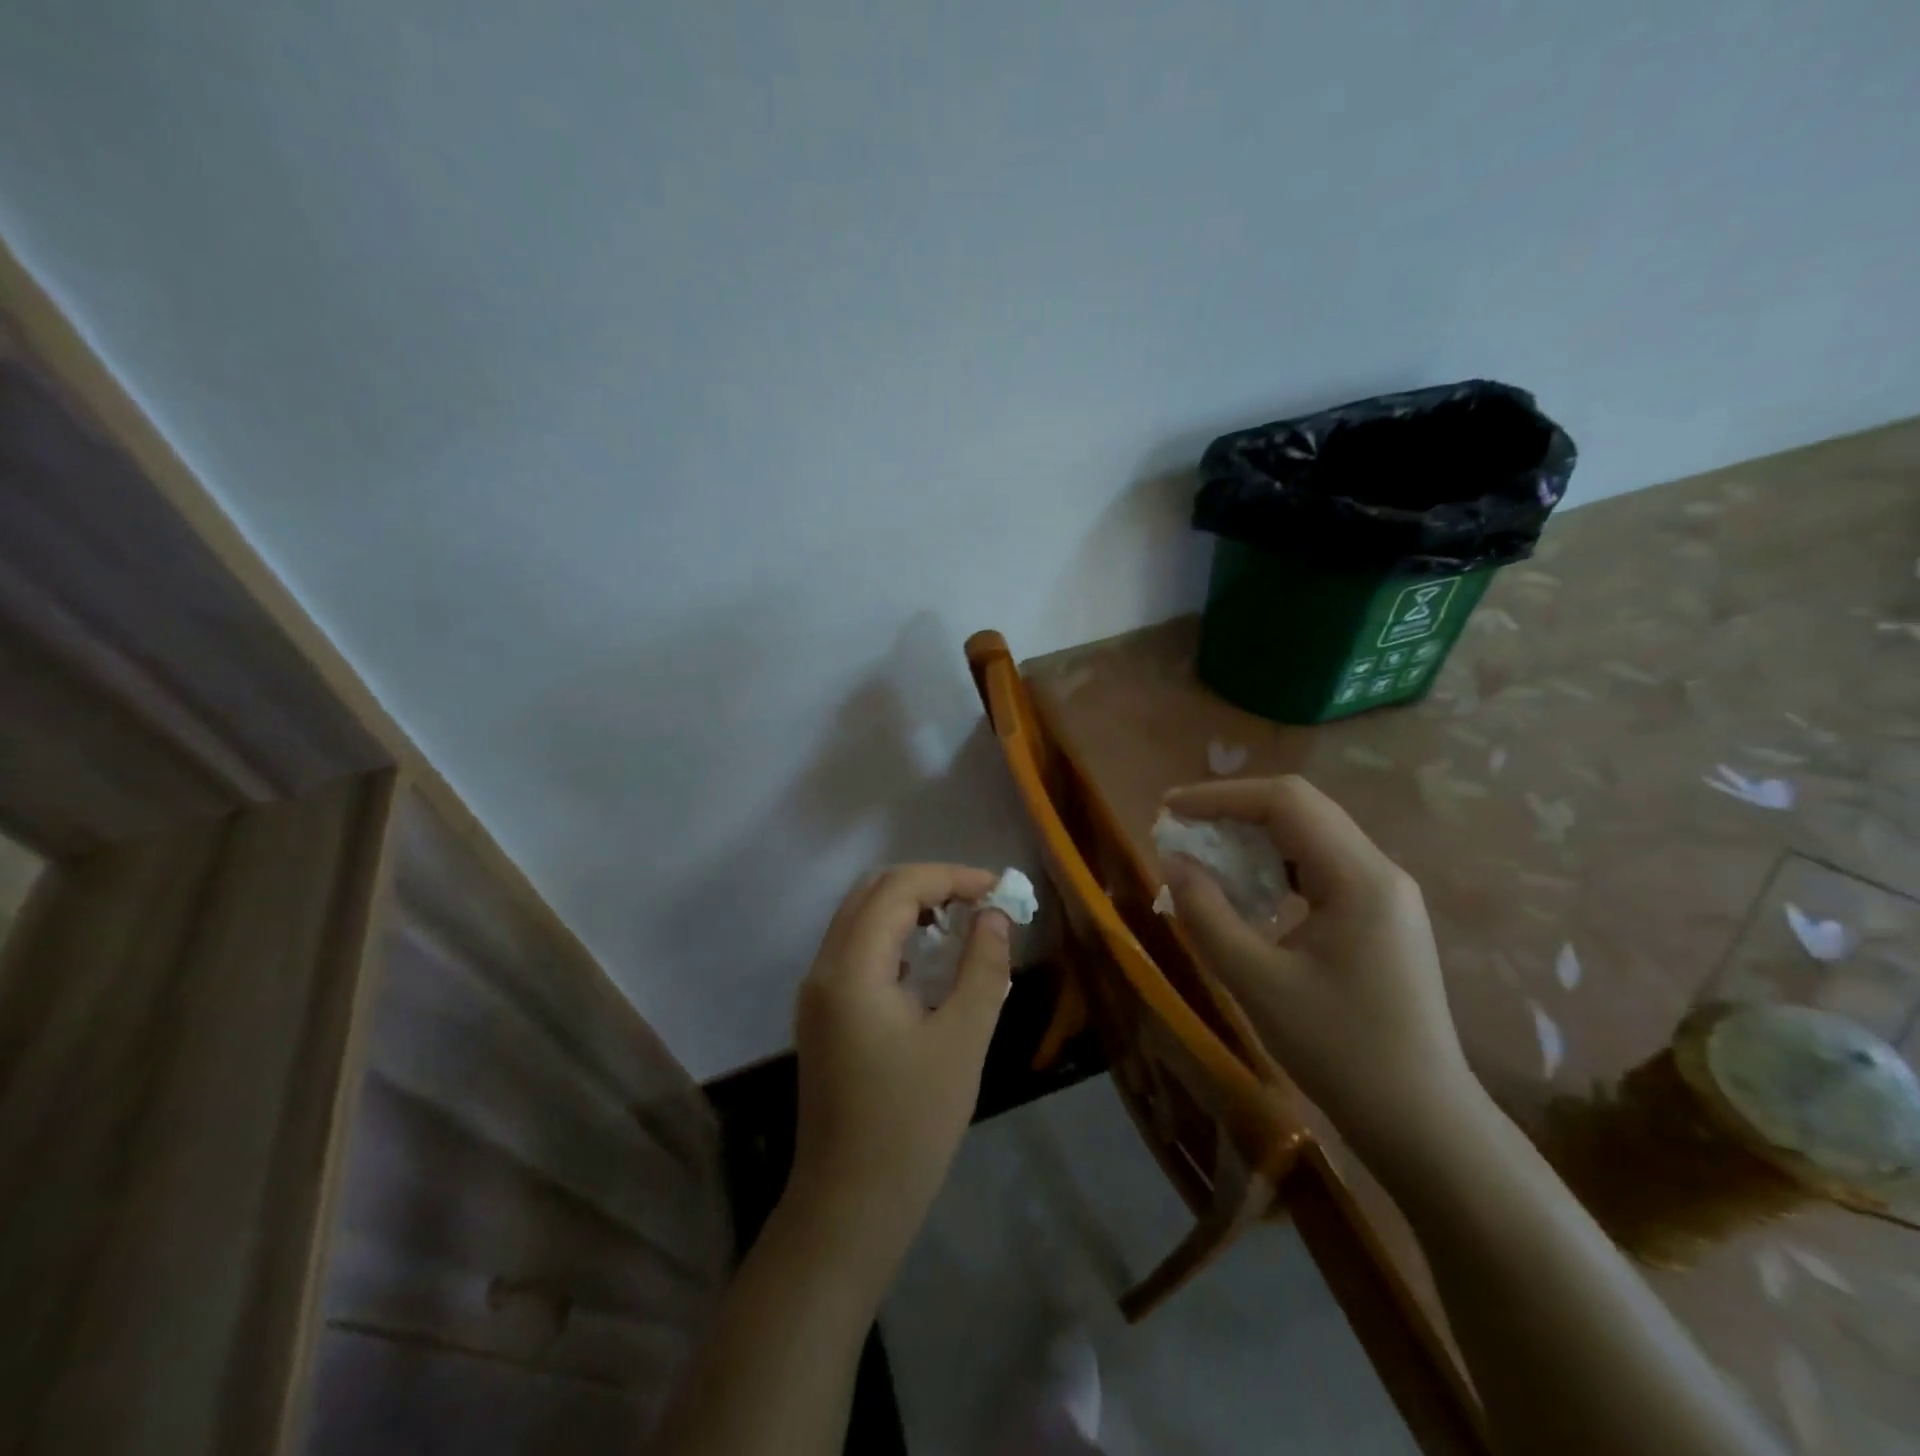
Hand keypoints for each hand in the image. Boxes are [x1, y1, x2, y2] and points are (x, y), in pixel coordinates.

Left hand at [784, 864, 1012, 1280]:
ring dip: (910, 906)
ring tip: (962, 923)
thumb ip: (983, 968)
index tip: (997, 889)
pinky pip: (857, 947)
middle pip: (872, 891)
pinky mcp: (822, 1012)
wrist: (849, 1205)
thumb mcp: (963, 1041)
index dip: (950, 876)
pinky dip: (894, 934)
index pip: (897, 888)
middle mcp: (824, 967)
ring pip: (860, 916)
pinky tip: (930, 959)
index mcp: (852, 969)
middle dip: (929, 884)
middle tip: (980, 902)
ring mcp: (817, 990)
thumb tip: (996, 916)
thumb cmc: (911, 1125)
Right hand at [1161, 776, 1480, 1166]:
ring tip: (1204, 856)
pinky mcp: (1380, 917)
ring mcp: (1385, 894)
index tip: (1169, 809)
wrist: (1421, 1123)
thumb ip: (1206, 913)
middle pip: (1300, 810)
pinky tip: (1246, 892)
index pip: (1285, 803)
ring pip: (1309, 837)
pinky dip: (1274, 867)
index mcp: (1359, 878)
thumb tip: (1172, 861)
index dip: (1220, 797)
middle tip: (1181, 830)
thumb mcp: (1256, 981)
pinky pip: (1319, 869)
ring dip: (1253, 838)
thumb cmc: (1339, 1051)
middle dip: (1234, 812)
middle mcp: (1380, 871)